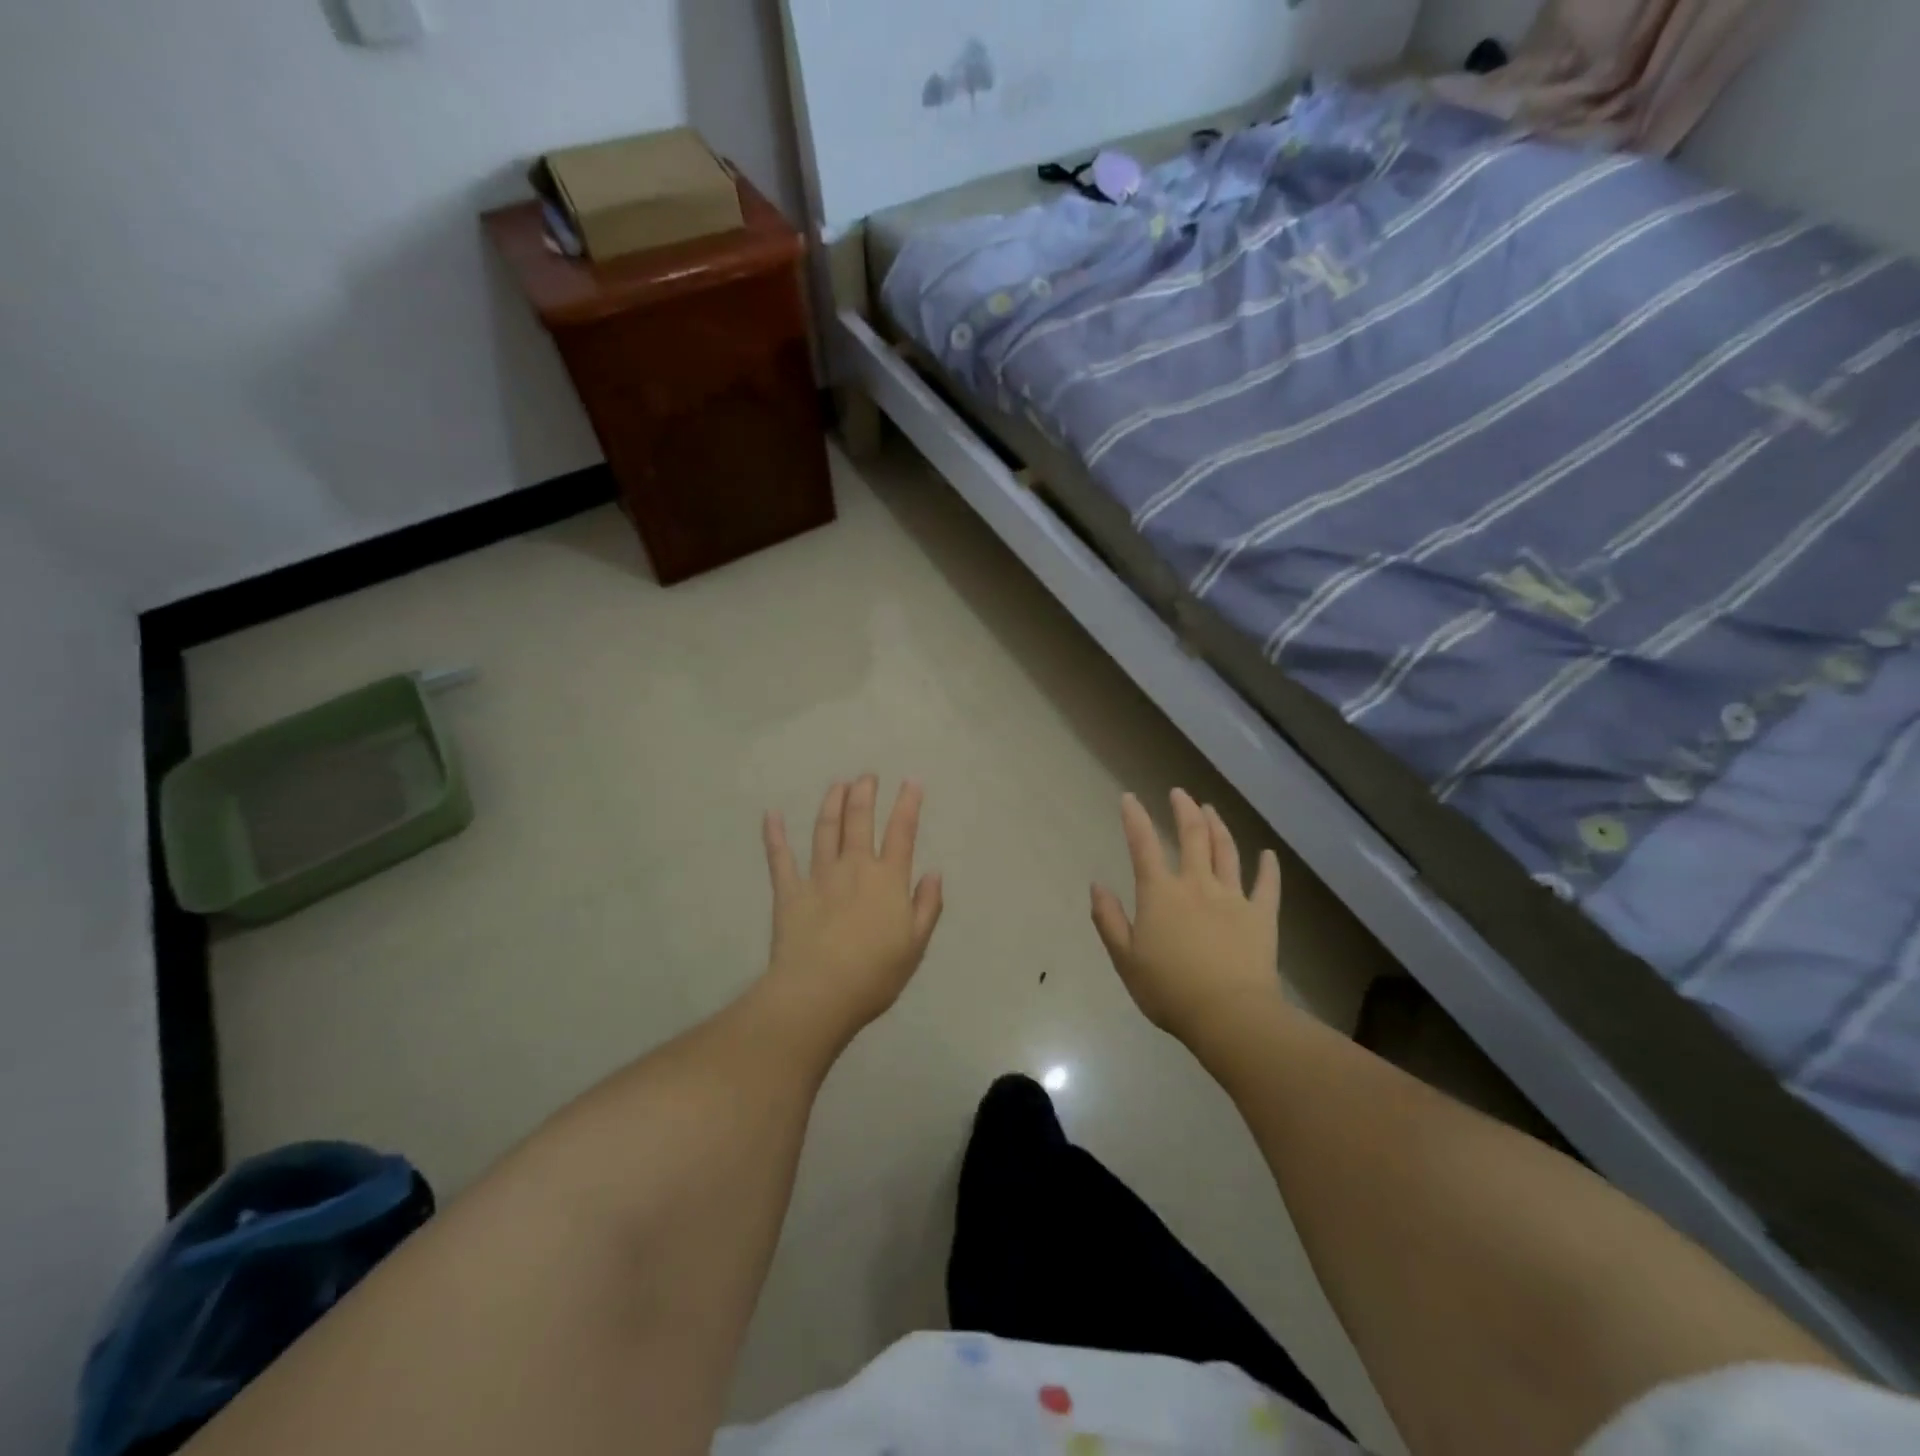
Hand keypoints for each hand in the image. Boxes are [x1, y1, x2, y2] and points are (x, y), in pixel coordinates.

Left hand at [762, 776, 944, 1035]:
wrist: (819, 993)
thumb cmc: (875, 974)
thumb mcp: (915, 945)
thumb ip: (926, 906)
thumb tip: (933, 873)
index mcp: (888, 880)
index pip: (902, 832)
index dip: (908, 804)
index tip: (912, 781)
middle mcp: (854, 867)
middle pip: (859, 820)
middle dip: (864, 793)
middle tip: (866, 776)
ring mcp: (819, 876)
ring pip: (825, 830)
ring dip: (832, 804)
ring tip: (837, 785)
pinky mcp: (789, 891)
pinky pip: (780, 858)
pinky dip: (775, 835)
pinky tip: (772, 815)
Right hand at [1092, 789, 1284, 1043]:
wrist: (1229, 1016)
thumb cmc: (1169, 990)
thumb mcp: (1125, 959)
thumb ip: (1109, 920)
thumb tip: (1097, 886)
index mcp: (1160, 894)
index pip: (1143, 845)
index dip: (1135, 818)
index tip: (1130, 798)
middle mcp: (1196, 885)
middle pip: (1192, 836)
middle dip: (1184, 810)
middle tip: (1179, 793)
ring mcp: (1233, 897)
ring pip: (1226, 851)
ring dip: (1218, 827)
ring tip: (1211, 810)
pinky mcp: (1261, 916)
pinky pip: (1267, 886)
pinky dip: (1268, 868)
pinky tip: (1268, 855)